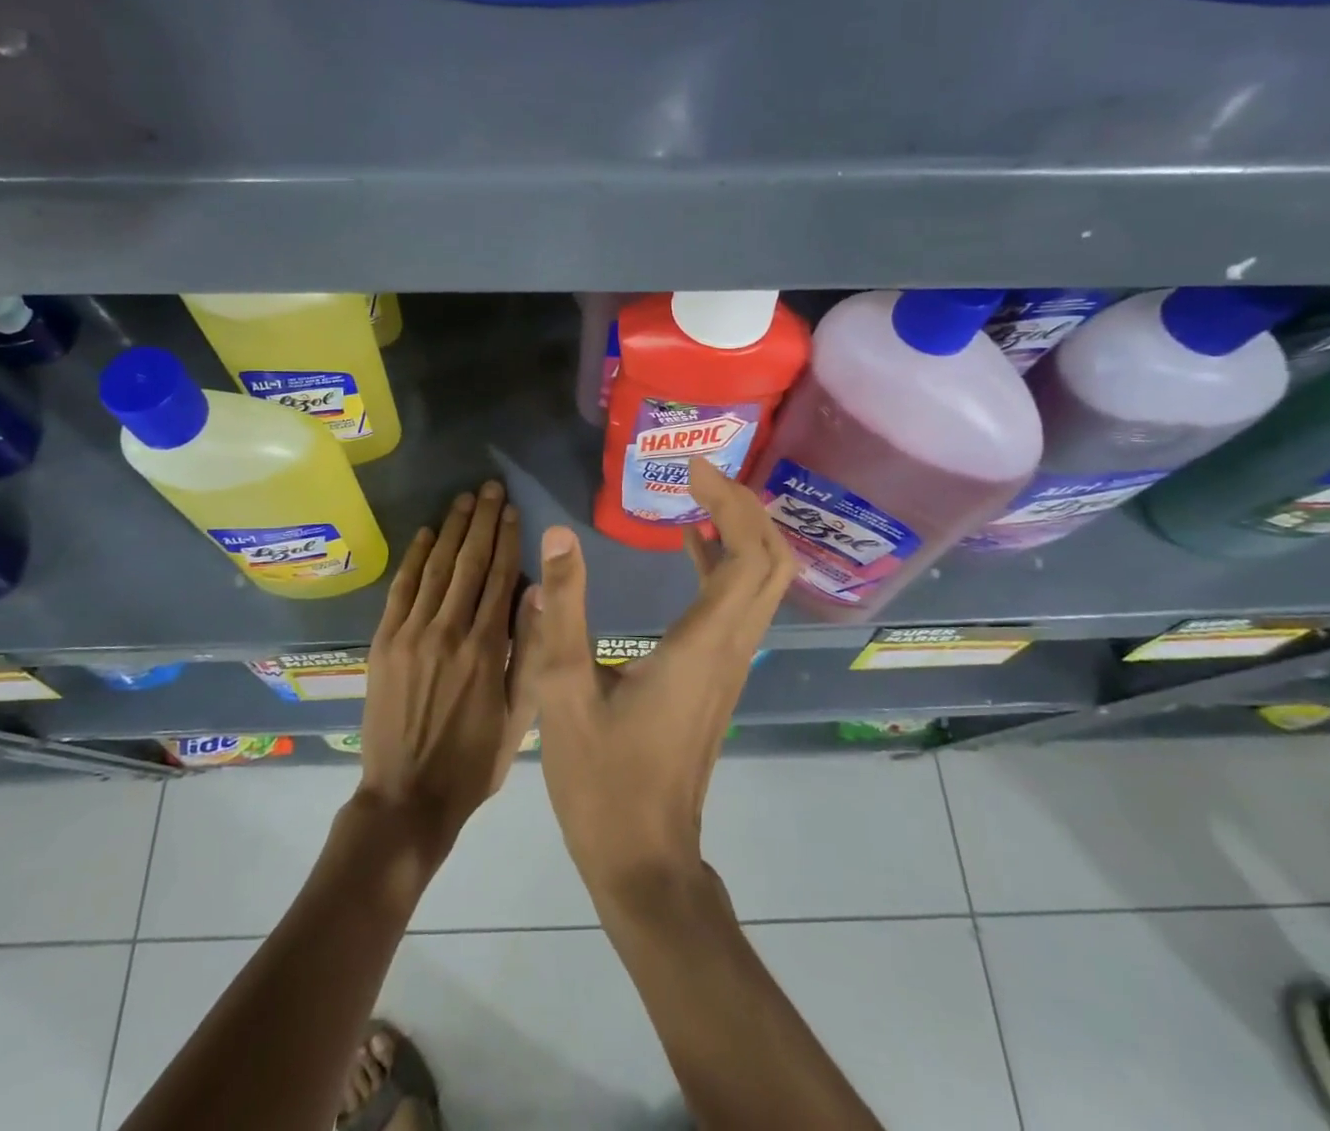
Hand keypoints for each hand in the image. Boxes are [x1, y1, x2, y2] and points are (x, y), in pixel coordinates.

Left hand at [356, 480, 532, 865]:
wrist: (407, 799)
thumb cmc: (474, 762)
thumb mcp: (519, 717)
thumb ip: (528, 653)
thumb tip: (536, 596)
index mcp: (486, 649)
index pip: (500, 578)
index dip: (508, 540)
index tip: (513, 510)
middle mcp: (448, 631)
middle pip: (469, 563)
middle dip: (482, 521)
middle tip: (490, 488)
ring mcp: (411, 634)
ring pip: (436, 568)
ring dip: (451, 530)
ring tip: (463, 500)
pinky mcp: (383, 643)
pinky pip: (401, 590)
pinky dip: (414, 559)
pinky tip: (425, 534)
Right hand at [520, 457, 794, 899]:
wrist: (644, 861)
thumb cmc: (603, 781)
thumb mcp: (564, 691)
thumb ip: (562, 610)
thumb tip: (558, 537)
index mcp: (703, 644)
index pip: (749, 554)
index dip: (731, 502)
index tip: (691, 469)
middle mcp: (732, 648)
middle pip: (772, 561)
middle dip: (745, 506)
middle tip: (698, 474)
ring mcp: (731, 665)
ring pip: (763, 582)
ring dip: (741, 531)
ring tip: (696, 494)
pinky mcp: (720, 677)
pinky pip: (741, 603)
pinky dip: (726, 563)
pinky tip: (689, 547)